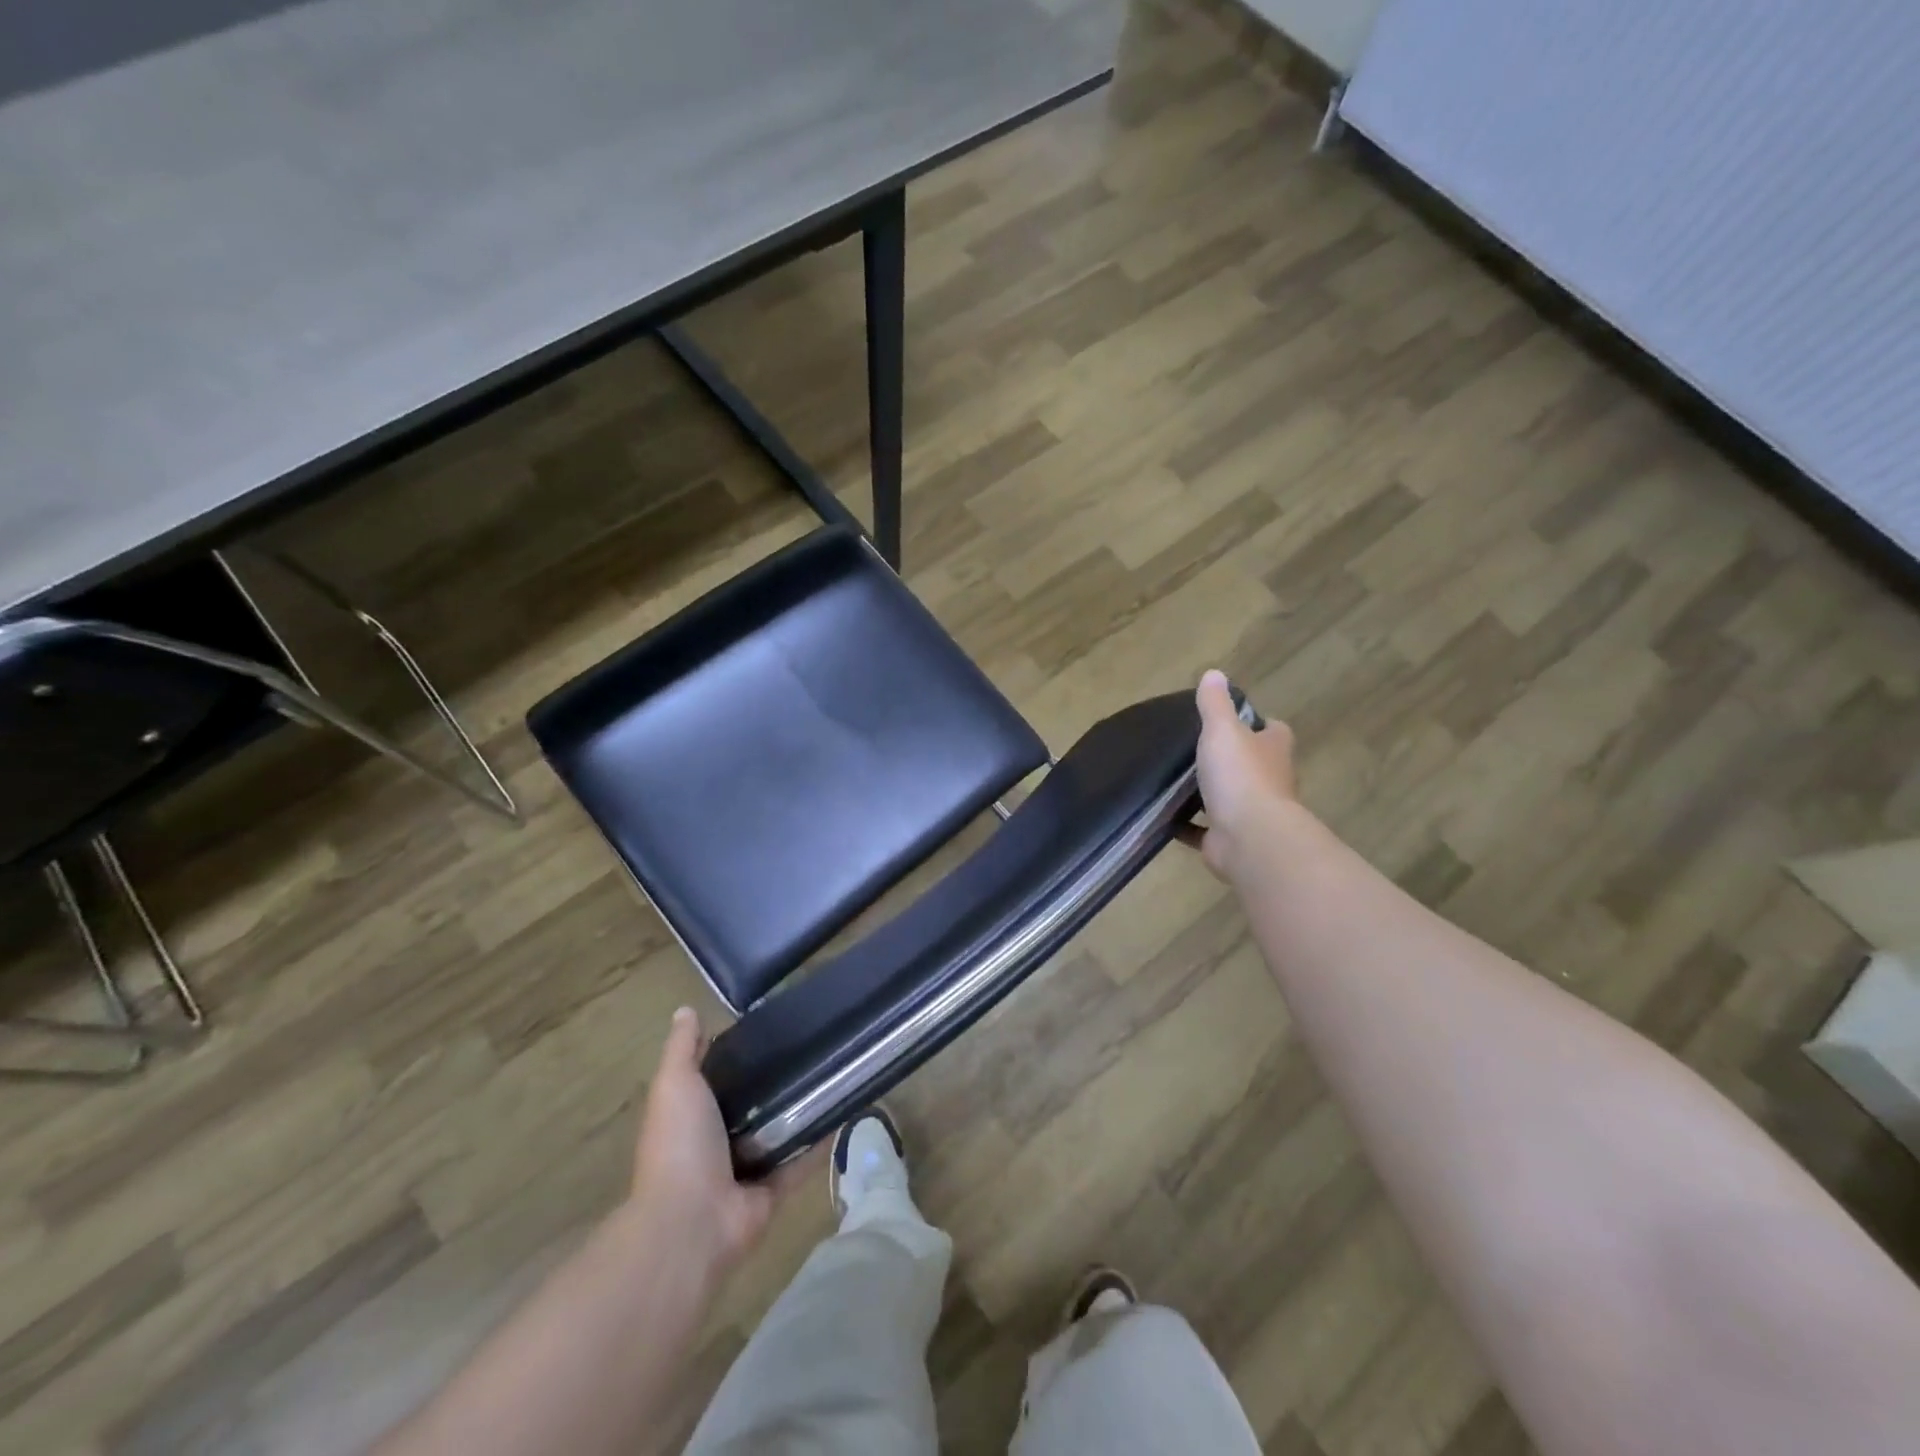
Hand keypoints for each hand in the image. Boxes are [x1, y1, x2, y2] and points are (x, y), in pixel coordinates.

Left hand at [629, 1007, 811, 1276]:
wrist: (690, 1222)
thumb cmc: (679, 1144)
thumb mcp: (675, 1084)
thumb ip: (683, 1049)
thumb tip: (685, 1010)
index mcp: (690, 1117)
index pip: (717, 1079)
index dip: (738, 1055)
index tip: (771, 1027)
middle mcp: (715, 1143)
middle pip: (750, 1106)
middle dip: (775, 1082)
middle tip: (811, 1046)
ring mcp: (743, 1171)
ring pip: (777, 1134)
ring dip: (800, 1112)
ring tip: (833, 1073)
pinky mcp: (770, 1193)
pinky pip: (799, 1164)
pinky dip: (818, 1145)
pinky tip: (843, 1114)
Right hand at [1190, 669, 1298, 881]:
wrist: (1249, 838)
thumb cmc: (1240, 776)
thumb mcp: (1222, 730)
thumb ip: (1215, 704)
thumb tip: (1214, 673)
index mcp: (1272, 750)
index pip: (1272, 730)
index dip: (1255, 724)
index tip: (1231, 720)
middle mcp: (1269, 780)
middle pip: (1252, 764)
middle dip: (1230, 759)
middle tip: (1193, 748)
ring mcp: (1251, 813)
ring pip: (1229, 797)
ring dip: (1208, 792)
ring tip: (1173, 780)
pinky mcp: (1229, 838)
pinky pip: (1204, 828)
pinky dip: (1187, 824)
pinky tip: (1164, 815)